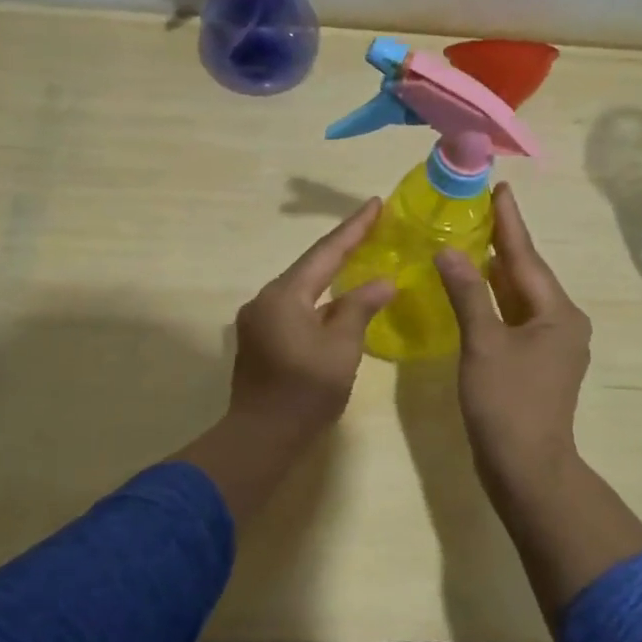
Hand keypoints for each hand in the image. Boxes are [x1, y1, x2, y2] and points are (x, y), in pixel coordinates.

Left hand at [226, 198, 396, 445]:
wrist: (260, 438)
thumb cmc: (305, 391)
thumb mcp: (341, 347)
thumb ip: (360, 308)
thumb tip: (382, 282)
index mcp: (285, 295)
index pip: (326, 252)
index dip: (354, 228)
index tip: (375, 203)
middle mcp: (266, 299)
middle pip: (311, 266)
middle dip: (343, 247)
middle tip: (373, 227)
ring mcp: (259, 319)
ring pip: (302, 288)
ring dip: (331, 274)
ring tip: (360, 259)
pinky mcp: (260, 339)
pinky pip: (295, 307)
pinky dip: (320, 299)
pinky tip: (338, 301)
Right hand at [434, 183, 590, 488]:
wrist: (527, 469)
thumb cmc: (507, 403)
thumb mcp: (484, 343)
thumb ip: (468, 293)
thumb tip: (450, 251)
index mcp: (558, 313)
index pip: (526, 257)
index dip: (510, 222)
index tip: (500, 188)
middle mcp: (563, 323)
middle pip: (527, 274)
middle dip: (504, 243)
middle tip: (480, 208)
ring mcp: (553, 345)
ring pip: (521, 297)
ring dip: (498, 271)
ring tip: (474, 239)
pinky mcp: (539, 364)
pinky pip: (516, 318)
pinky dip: (496, 301)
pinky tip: (477, 289)